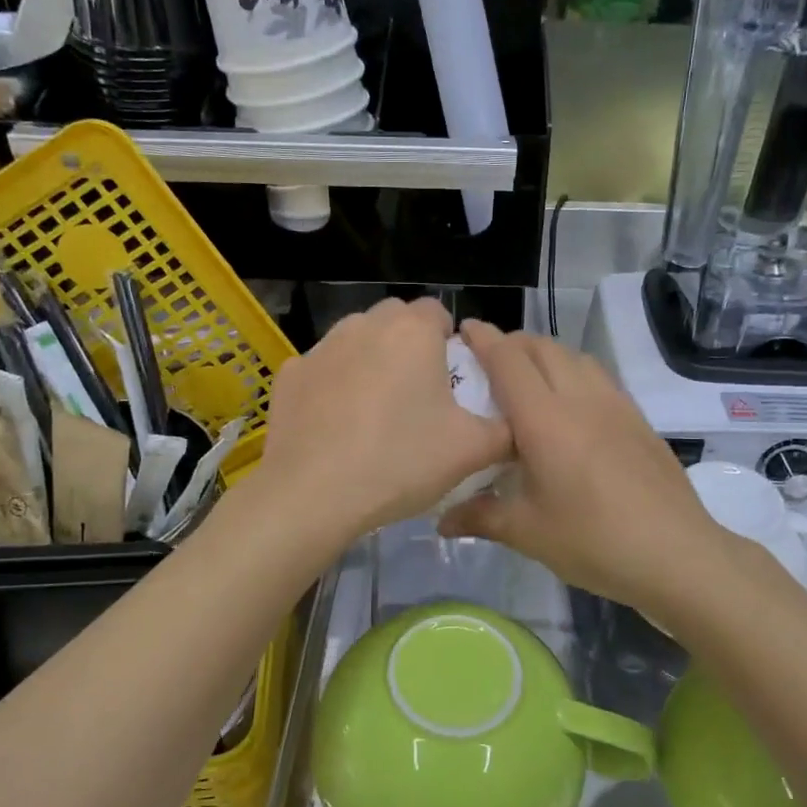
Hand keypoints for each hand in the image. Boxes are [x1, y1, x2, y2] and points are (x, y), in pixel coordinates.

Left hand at [254, 298, 511, 542]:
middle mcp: (364, 325)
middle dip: (409, 347)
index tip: (451, 381)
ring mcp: (321, 347)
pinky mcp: (290, 374)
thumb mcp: (471, 451)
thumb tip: (516, 424)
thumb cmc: (399, 461)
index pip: (438, 312)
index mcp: (412, 331)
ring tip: (375, 412)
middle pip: (396, 321)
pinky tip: (335, 426)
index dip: (449, 342)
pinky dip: (333, 386)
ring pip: (356, 341)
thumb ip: (505, 429)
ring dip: (370, 362)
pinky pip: (323, 370)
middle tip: (418, 396)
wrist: (312, 494)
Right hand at [438, 322, 738, 620]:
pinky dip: (572, 371)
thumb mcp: (527, 533)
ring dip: (544, 354)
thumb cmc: (593, 541)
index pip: (508, 360)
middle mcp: (579, 398)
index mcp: (544, 419)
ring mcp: (614, 404)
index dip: (483, 339)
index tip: (463, 331)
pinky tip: (570, 405)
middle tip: (488, 364)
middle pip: (541, 347)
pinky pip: (596, 375)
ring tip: (527, 380)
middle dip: (511, 344)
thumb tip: (441, 520)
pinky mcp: (637, 417)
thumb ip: (479, 516)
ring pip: (572, 356)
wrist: (676, 553)